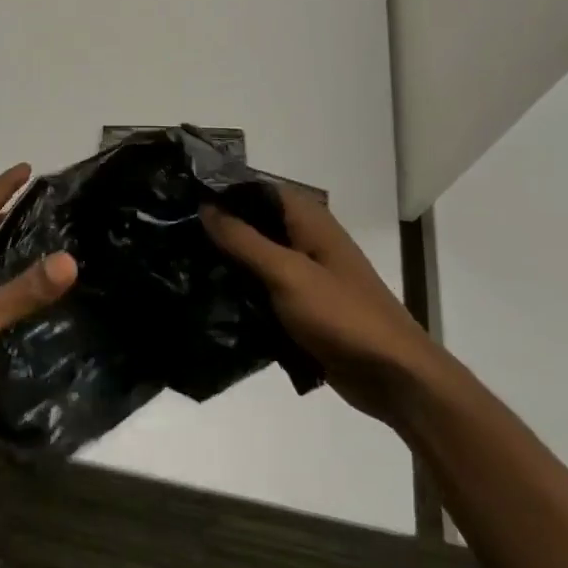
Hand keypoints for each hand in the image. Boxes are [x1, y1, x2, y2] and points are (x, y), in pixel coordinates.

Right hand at [202, 186, 432, 423]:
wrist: (394, 378)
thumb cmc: (343, 316)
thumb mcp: (287, 273)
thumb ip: (244, 240)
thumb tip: (205, 206)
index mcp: (310, 222)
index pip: (259, 189)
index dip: (224, 190)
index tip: (182, 196)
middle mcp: (307, 241)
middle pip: (255, 223)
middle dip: (219, 227)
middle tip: (173, 233)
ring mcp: (306, 276)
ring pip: (256, 258)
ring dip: (227, 262)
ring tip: (180, 263)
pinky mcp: (303, 308)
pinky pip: (263, 290)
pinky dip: (241, 291)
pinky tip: (208, 297)